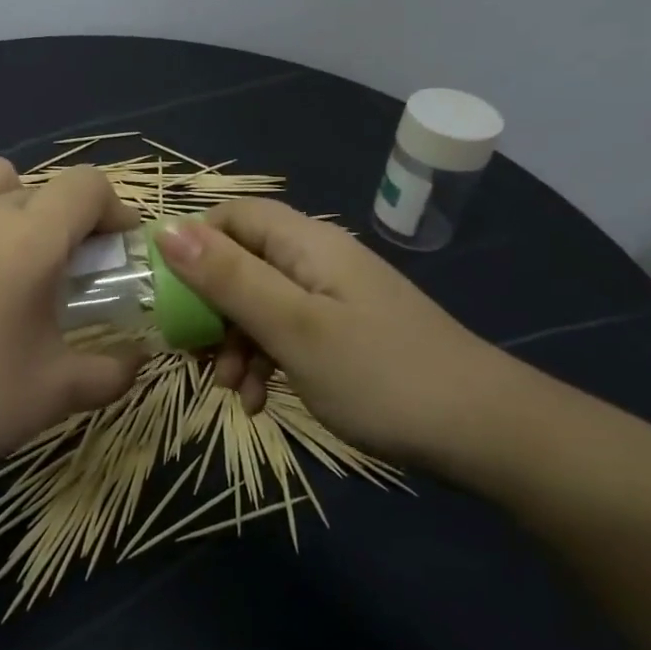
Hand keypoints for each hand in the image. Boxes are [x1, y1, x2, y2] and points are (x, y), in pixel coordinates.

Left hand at [0, 159, 143, 475]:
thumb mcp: (54, 393)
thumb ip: (112, 371)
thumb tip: (140, 358)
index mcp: (26, 239)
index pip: (86, 186)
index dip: (113, 210)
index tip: (115, 250)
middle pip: (40, 184)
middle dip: (64, 218)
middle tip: (60, 269)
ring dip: (12, 204)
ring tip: (3, 258)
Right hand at [155, 201, 527, 472]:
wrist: (485, 433)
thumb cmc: (380, 375)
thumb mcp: (293, 328)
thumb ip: (228, 278)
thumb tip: (165, 229)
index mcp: (307, 244)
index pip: (232, 216)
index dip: (193, 245)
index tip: (167, 295)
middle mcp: (318, 261)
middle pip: (242, 263)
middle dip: (210, 308)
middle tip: (194, 355)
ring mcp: (334, 299)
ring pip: (260, 304)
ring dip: (235, 344)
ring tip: (232, 392)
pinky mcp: (345, 335)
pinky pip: (288, 334)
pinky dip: (266, 362)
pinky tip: (262, 403)